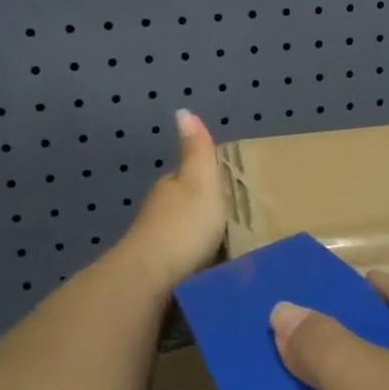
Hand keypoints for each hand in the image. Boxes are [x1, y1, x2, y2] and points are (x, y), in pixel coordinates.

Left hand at [116, 110, 227, 291]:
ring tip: (228, 250)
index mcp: (170, 187)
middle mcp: (158, 211)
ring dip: (199, 240)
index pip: (188, 177)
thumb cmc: (184, 227)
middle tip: (236, 224)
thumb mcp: (200, 181)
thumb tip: (183, 110)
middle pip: (185, 206)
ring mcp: (155, 243)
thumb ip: (196, 150)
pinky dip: (194, 262)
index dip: (208, 181)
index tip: (232, 192)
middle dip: (205, 213)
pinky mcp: (158, 272)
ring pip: (182, 235)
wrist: (152, 278)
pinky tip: (209, 270)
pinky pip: (182, 260)